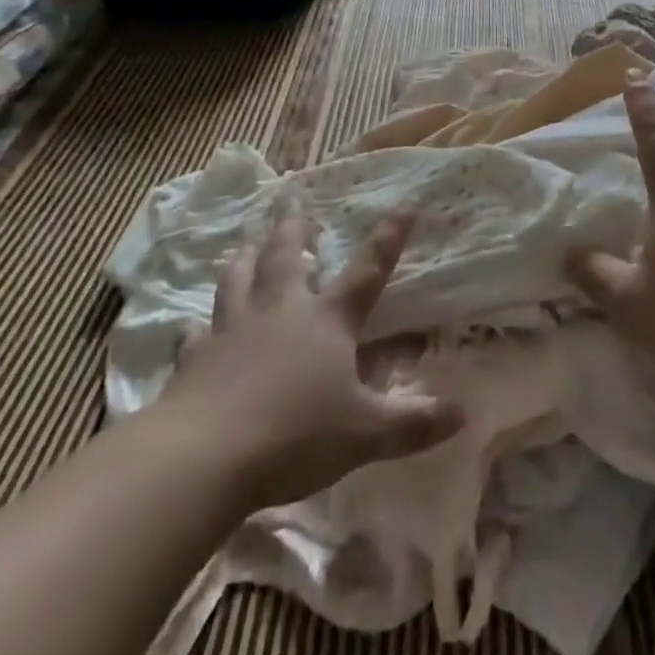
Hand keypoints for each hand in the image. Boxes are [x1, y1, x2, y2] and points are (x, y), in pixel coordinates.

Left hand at [153, 197, 464, 511]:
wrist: (205, 457)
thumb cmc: (295, 436)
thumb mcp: (365, 434)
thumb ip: (413, 423)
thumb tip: (464, 414)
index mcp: (327, 321)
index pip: (367, 271)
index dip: (389, 238)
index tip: (406, 204)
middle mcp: (280, 312)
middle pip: (287, 257)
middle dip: (292, 225)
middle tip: (290, 197)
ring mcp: (233, 331)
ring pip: (238, 281)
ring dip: (243, 258)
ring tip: (244, 241)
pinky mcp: (194, 359)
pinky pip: (194, 335)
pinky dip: (195, 327)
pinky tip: (190, 326)